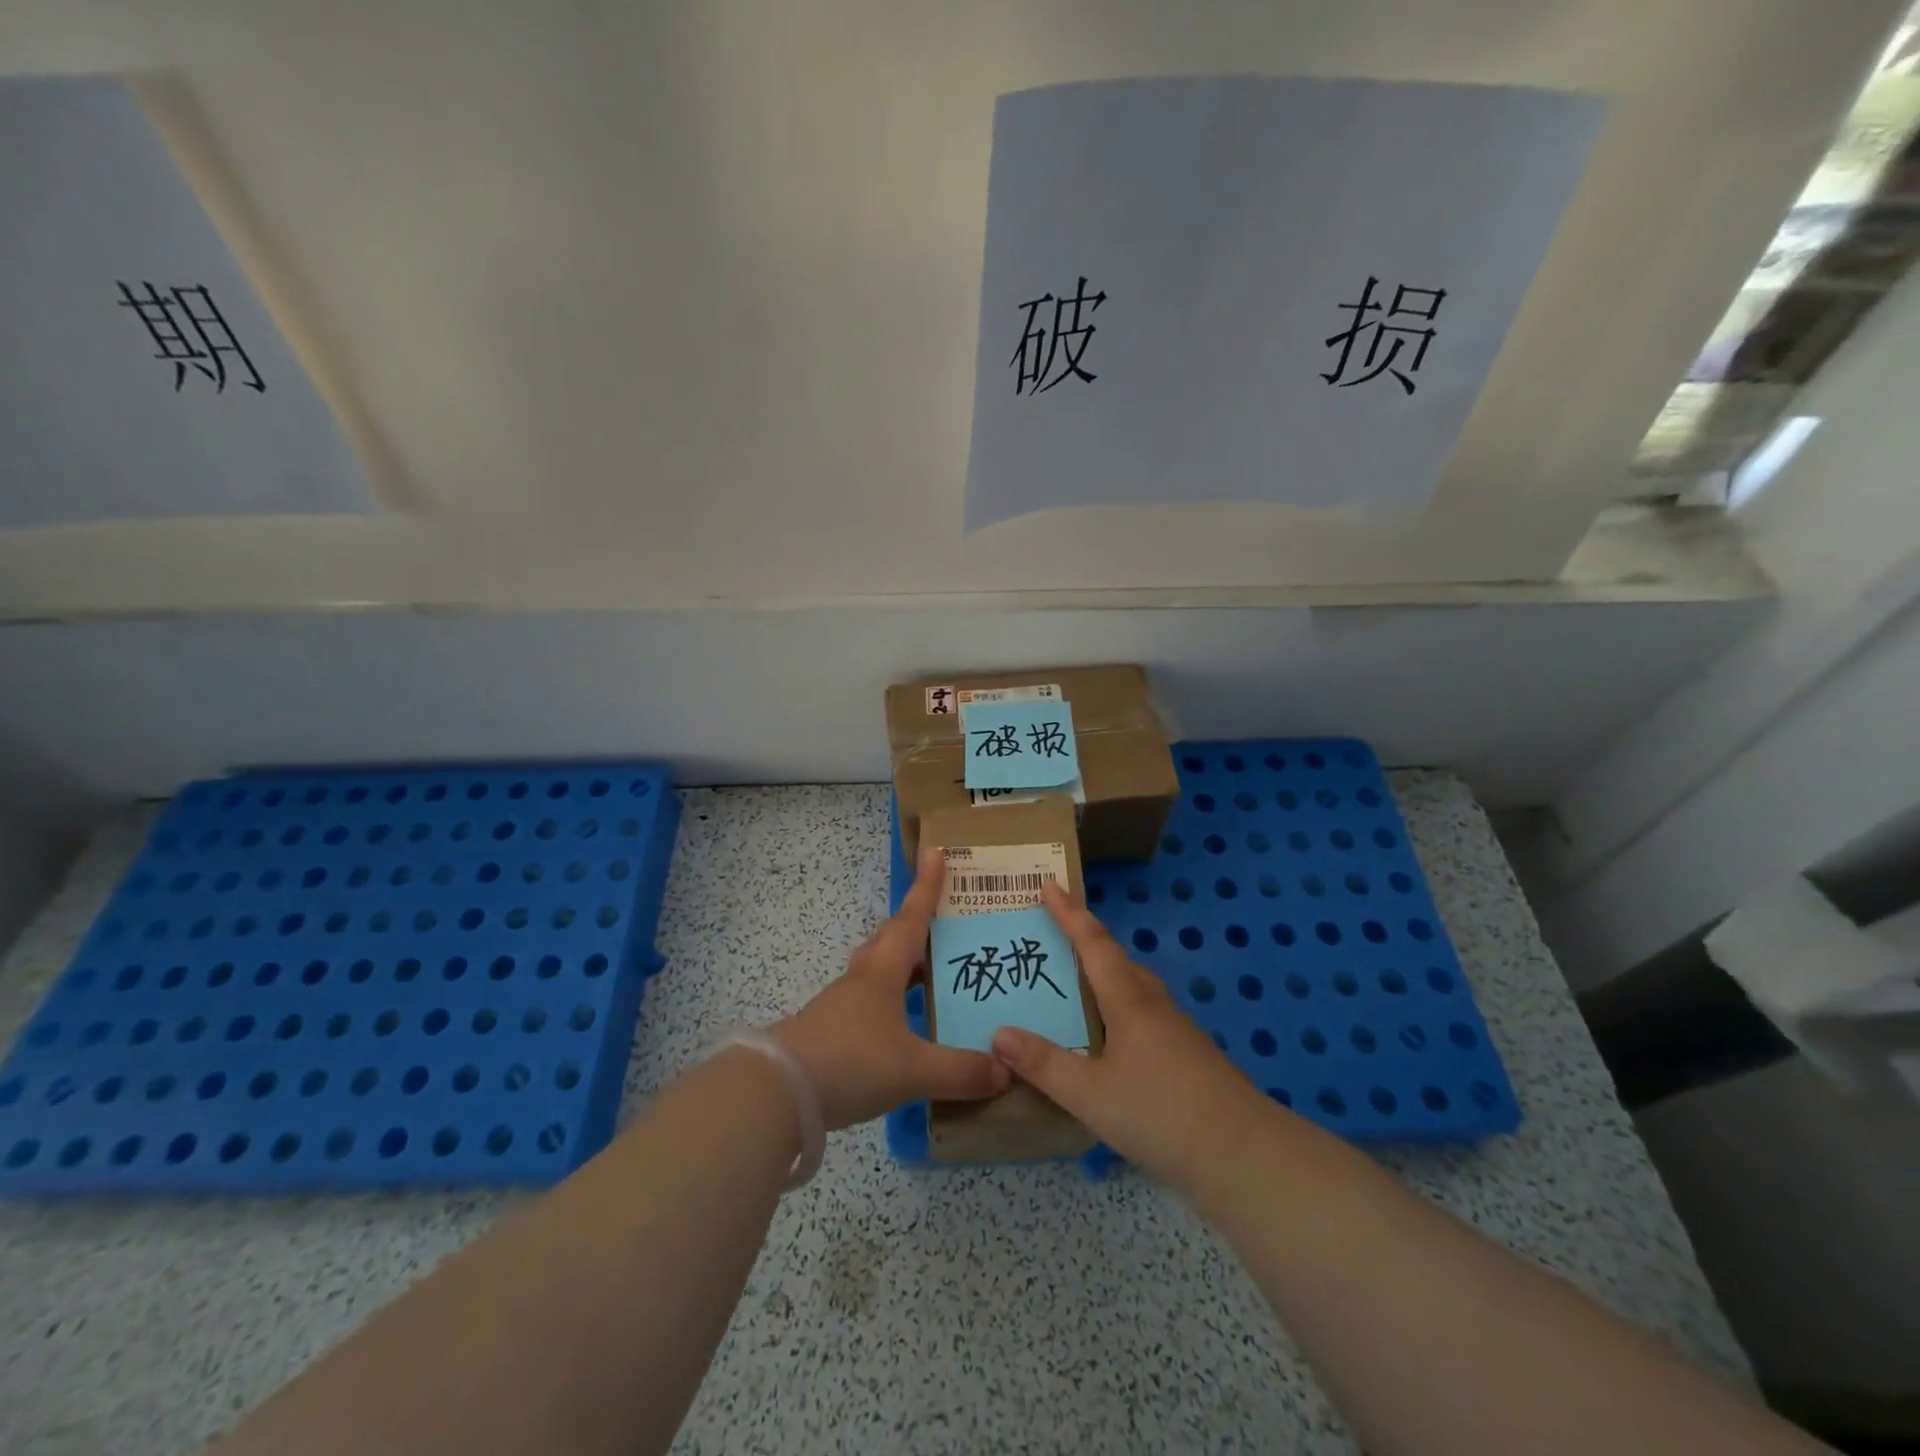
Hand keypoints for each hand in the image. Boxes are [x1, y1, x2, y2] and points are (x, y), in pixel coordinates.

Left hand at [771, 847, 1009, 1129]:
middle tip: (945, 921)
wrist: (778, 1093)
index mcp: (884, 971)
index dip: (927, 886)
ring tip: (933, 973)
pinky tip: (905, 1026)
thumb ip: (961, 1070)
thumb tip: (1005, 1068)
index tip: (935, 853)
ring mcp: (844, 1005)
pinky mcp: (832, 1032)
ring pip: (880, 970)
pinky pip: (872, 1003)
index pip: (912, 917)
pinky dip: (894, 1002)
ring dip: (905, 964)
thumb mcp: (913, 1069)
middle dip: (917, 924)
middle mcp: (863, 979)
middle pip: (892, 939)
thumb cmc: (851, 1061)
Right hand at [991, 883, 1267, 1192]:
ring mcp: (1174, 1030)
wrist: (1243, 1155)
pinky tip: (1107, 1039)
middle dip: (1085, 941)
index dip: (1069, 912)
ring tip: (1073, 985)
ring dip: (1103, 975)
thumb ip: (1044, 1064)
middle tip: (1051, 938)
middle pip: (1116, 959)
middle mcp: (1152, 1004)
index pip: (1093, 943)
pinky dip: (1116, 1008)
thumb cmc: (1161, 1113)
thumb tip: (999, 1033)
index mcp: (1128, 1000)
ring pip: (1132, 987)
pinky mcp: (1186, 1055)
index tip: (1049, 883)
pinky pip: (1142, 1014)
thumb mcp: (1090, 1094)